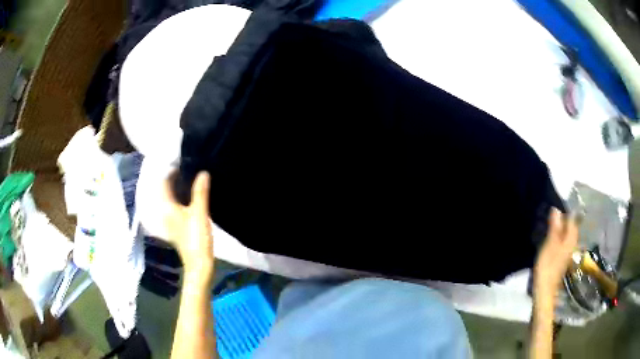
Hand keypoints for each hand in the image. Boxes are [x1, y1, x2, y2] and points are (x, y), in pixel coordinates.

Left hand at [162, 171, 213, 285]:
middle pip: (167, 188)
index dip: (171, 169)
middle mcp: (165, 210)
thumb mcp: (199, 213)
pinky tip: (193, 194)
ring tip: (193, 176)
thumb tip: (203, 172)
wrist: (199, 263)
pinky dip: (182, 196)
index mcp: (167, 206)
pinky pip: (177, 204)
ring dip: (179, 186)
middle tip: (190, 165)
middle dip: (176, 176)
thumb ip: (200, 192)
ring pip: (172, 196)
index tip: (183, 160)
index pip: (164, 182)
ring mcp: (171, 218)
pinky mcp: (178, 224)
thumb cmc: (196, 238)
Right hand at [534, 208, 578, 300]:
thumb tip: (556, 209)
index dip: (565, 212)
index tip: (555, 207)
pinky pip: (563, 243)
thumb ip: (554, 228)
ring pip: (567, 235)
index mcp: (570, 239)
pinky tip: (551, 238)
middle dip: (564, 220)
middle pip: (571, 227)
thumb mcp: (549, 245)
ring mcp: (567, 253)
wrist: (545, 290)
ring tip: (550, 225)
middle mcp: (572, 244)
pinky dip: (559, 237)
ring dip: (561, 229)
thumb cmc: (547, 266)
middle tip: (552, 214)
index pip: (571, 219)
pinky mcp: (562, 259)